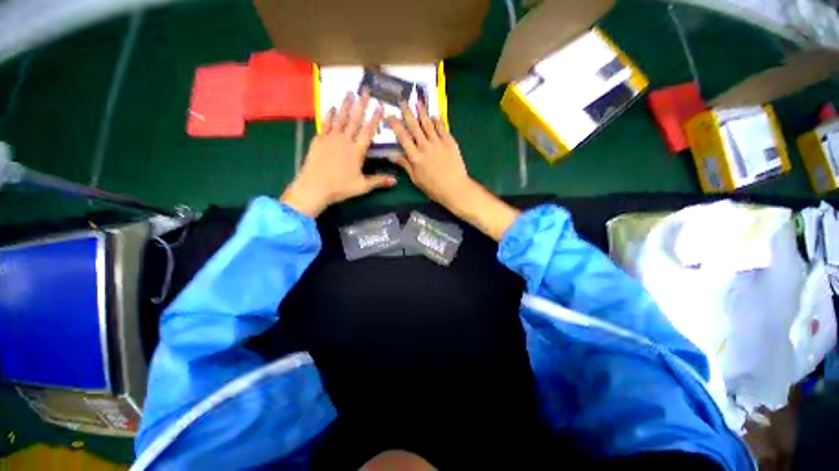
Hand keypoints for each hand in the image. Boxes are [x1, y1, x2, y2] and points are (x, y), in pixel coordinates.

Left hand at [280, 90, 395, 216]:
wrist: (314, 186)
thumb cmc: (341, 187)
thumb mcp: (363, 186)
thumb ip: (379, 181)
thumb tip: (395, 181)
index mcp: (357, 151)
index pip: (368, 131)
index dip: (375, 119)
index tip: (380, 106)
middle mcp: (345, 140)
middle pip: (354, 120)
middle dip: (361, 104)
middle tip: (365, 90)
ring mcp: (331, 138)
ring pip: (340, 118)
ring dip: (345, 105)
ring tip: (349, 92)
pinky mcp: (319, 140)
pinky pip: (325, 124)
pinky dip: (329, 115)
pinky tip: (331, 107)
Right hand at [388, 101, 519, 240]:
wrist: (454, 187)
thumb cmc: (433, 187)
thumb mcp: (416, 178)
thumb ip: (405, 165)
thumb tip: (391, 156)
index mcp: (415, 156)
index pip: (402, 137)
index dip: (395, 125)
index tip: (390, 115)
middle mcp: (425, 146)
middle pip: (414, 126)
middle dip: (408, 112)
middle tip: (403, 100)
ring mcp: (438, 143)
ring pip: (428, 124)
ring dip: (422, 112)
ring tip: (418, 101)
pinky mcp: (450, 142)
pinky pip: (442, 129)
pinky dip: (437, 121)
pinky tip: (434, 115)